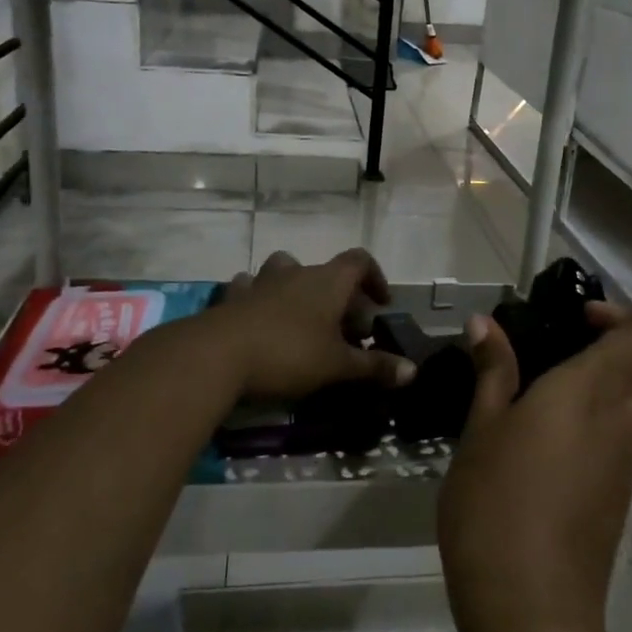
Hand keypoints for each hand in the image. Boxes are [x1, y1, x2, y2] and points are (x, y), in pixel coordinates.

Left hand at [207, 249, 415, 401]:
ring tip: (300, 321)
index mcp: (328, 281)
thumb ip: (375, 367)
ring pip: (284, 271)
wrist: (218, 354)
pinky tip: (258, 320)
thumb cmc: (289, 354)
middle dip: (338, 296)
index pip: (359, 260)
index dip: (374, 277)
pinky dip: (258, 299)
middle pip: (325, 272)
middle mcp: (297, 272)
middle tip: (344, 331)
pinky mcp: (232, 298)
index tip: (380, 302)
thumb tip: (413, 371)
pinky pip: (249, 288)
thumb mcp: (337, 366)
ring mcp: (261, 282)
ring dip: (296, 289)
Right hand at [438, 303, 631, 631]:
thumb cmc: (494, 507)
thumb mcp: (480, 432)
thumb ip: (492, 373)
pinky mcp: (624, 495)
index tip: (576, 317)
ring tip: (562, 382)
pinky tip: (561, 432)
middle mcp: (622, 420)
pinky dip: (616, 414)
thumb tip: (485, 323)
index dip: (619, 315)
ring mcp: (629, 462)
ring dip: (626, 378)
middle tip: (580, 341)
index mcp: (589, 393)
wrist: (531, 611)